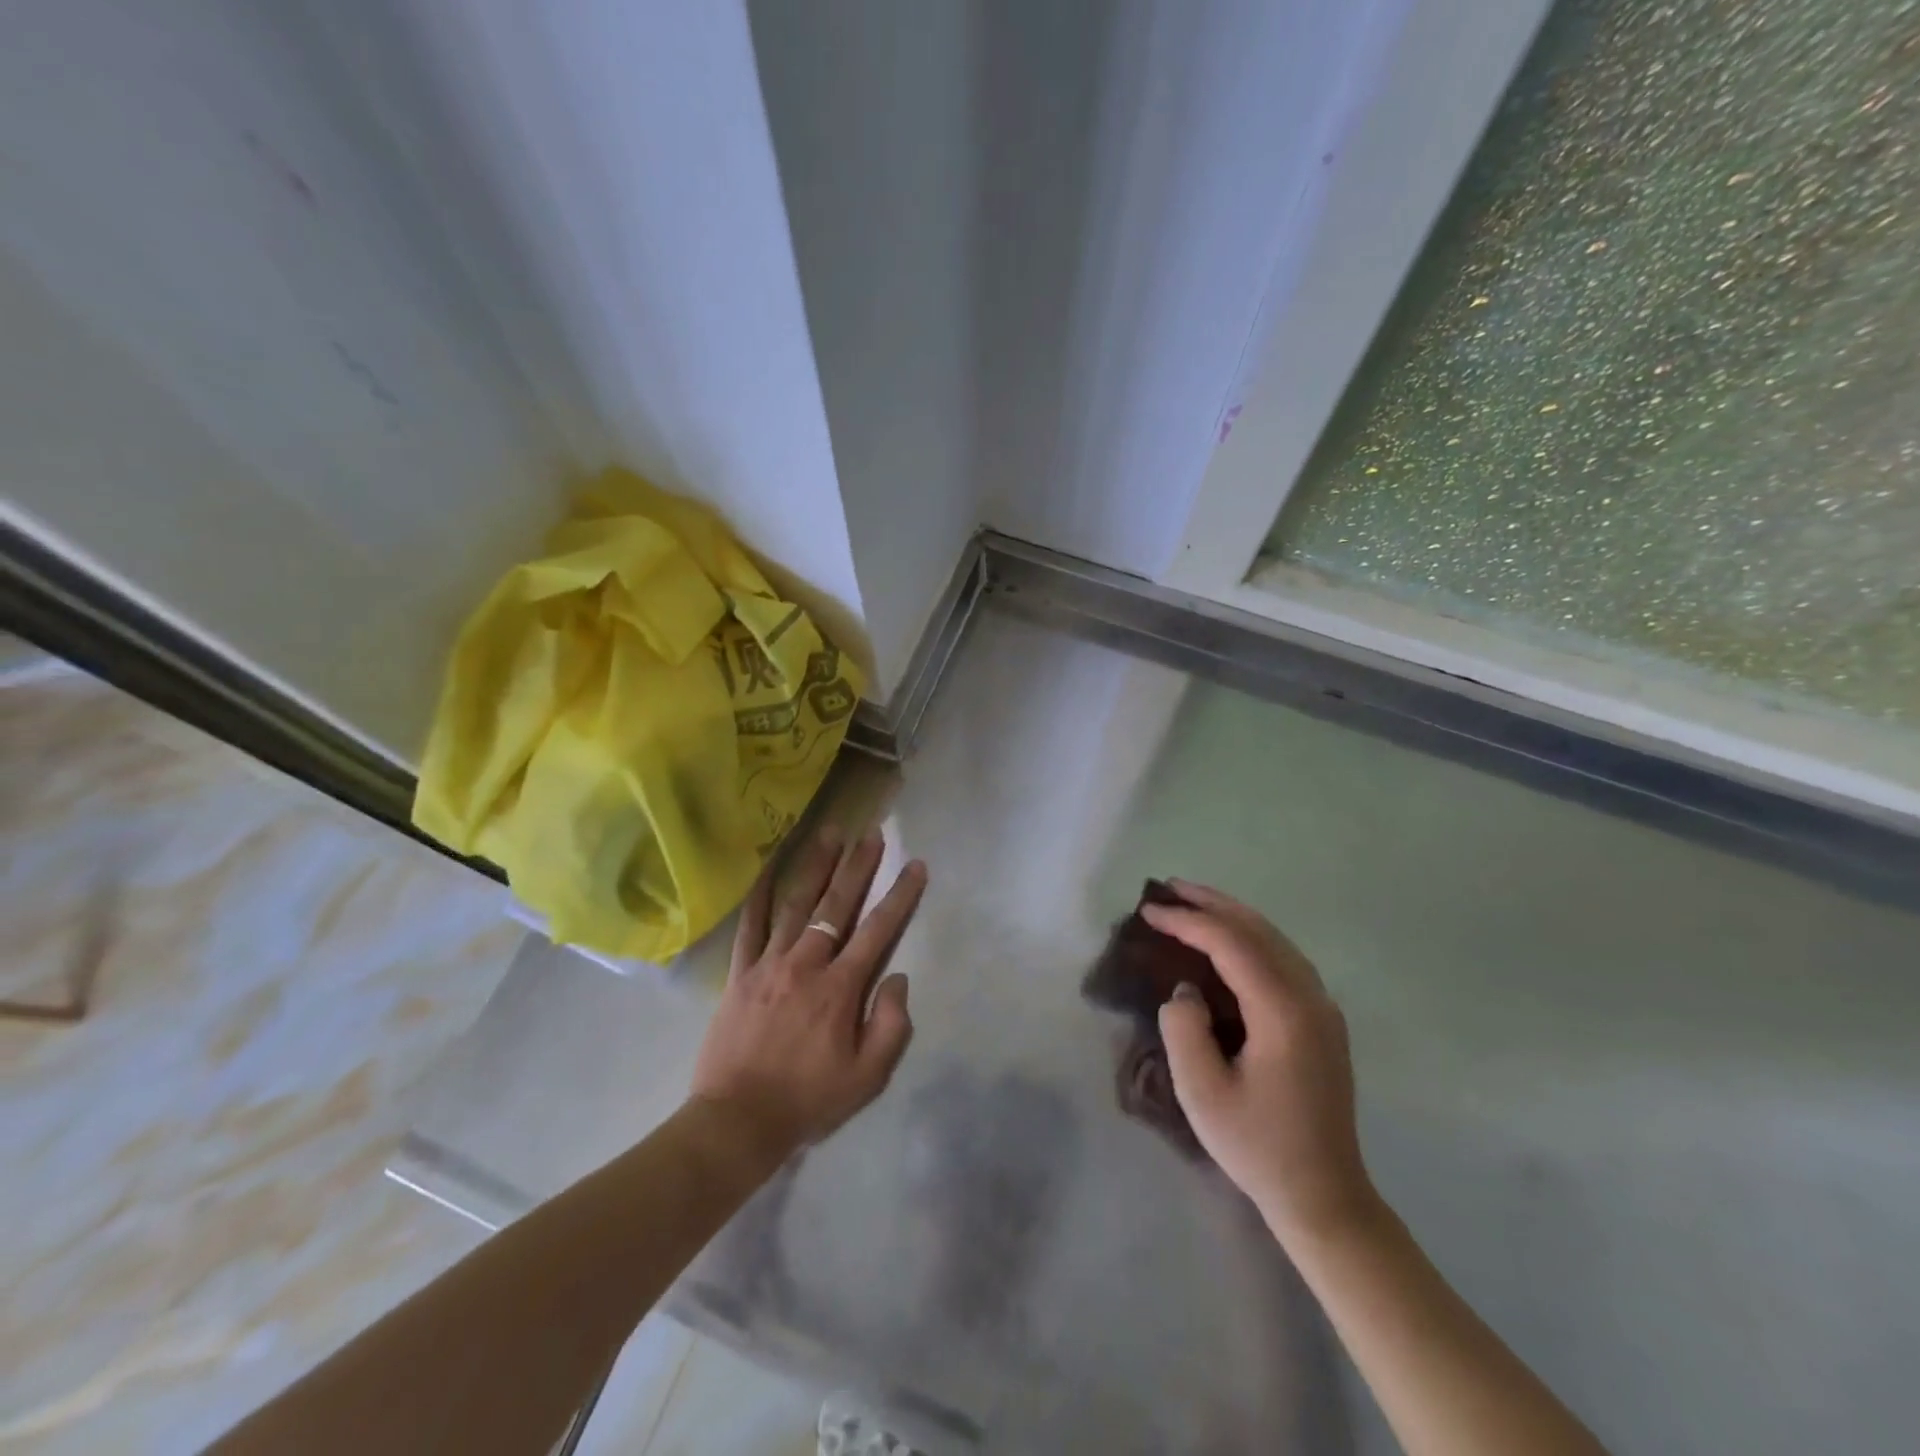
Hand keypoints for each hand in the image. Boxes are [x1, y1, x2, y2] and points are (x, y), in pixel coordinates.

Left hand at [689, 829, 925, 1166]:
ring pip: (797, 904)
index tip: (915, 865)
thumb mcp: (867, 1078)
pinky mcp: (741, 972)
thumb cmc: (808, 1100)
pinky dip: (760, 894)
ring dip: (817, 866)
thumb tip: (897, 977)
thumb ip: (890, 1025)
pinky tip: (769, 867)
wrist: (737, 1120)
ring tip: (831, 833)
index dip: (900, 896)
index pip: (878, 931)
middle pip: (837, 905)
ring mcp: (769, 963)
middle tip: (873, 834)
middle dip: (859, 867)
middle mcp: (806, 964)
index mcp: (840, 988)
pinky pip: (751, 925)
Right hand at [1147, 880, 1376, 1246]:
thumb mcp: (1202, 1092)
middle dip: (1211, 903)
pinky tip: (1229, 939)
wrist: (1325, 1196)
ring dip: (1232, 915)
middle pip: (1258, 929)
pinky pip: (1284, 958)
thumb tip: (1187, 990)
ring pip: (1275, 939)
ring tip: (1193, 902)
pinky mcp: (1322, 1020)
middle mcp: (1310, 997)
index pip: (1231, 944)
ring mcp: (1322, 1007)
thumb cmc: (1258, 1146)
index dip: (1187, 921)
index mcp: (1283, 1011)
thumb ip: (1184, 1027)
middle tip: (1168, 887)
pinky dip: (1250, 937)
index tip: (1148, 911)